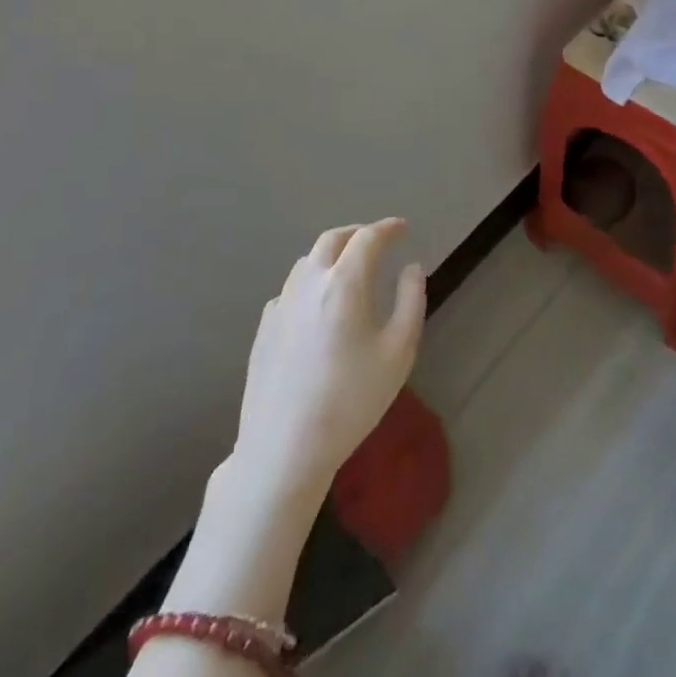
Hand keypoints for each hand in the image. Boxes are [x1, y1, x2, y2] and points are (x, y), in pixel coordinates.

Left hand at [233, 218, 426, 500]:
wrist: (284, 448)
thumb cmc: (351, 399)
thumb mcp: (399, 352)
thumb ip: (411, 301)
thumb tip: (411, 268)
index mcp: (344, 283)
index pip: (368, 238)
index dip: (388, 228)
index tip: (403, 228)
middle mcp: (309, 283)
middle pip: (332, 240)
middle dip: (358, 233)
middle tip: (378, 240)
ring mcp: (281, 304)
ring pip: (308, 262)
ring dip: (332, 255)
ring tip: (350, 269)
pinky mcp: (264, 328)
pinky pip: (291, 289)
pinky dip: (312, 282)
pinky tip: (319, 306)